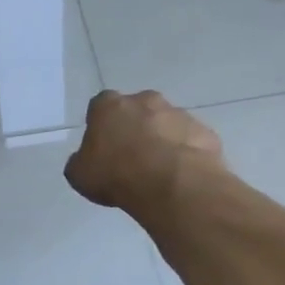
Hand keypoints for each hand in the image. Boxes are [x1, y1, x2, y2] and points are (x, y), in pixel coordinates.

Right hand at [65, 90, 227, 218]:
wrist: (171, 184)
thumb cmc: (116, 174)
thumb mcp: (80, 174)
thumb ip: (82, 161)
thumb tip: (87, 160)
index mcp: (109, 105)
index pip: (100, 107)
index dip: (102, 127)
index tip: (104, 148)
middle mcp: (144, 100)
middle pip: (137, 110)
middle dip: (135, 128)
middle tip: (132, 158)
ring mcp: (178, 113)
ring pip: (166, 124)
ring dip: (162, 141)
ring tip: (159, 173)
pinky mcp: (204, 131)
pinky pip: (190, 141)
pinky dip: (186, 154)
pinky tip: (181, 177)